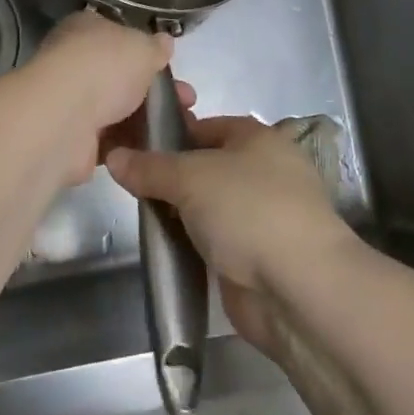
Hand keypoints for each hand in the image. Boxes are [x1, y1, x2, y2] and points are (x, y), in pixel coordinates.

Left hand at [16, 13, 176, 185]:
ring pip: (118, 109)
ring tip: (182, 127)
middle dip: (155, 89)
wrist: (65, 120)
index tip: (170, 66)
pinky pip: (111, 139)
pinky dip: (130, 143)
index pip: (117, 34)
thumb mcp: (142, 47)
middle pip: (121, 75)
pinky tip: (156, 147)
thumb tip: (164, 41)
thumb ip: (156, 47)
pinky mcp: (74, 138)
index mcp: (85, 29)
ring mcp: (72, 101)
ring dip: (147, 119)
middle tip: (186, 100)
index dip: (145, 49)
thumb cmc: (105, 68)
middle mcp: (74, 62)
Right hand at [105, 116, 353, 350]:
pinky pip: (215, 241)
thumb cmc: (248, 210)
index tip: (135, 147)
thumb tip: (114, 156)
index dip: (172, 133)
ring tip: (143, 216)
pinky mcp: (257, 257)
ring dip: (181, 213)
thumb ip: (150, 167)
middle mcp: (264, 172)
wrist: (298, 288)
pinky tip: (167, 248)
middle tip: (131, 185)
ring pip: (209, 207)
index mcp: (257, 138)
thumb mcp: (190, 177)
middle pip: (206, 167)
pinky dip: (194, 244)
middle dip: (171, 177)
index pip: (206, 126)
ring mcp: (263, 217)